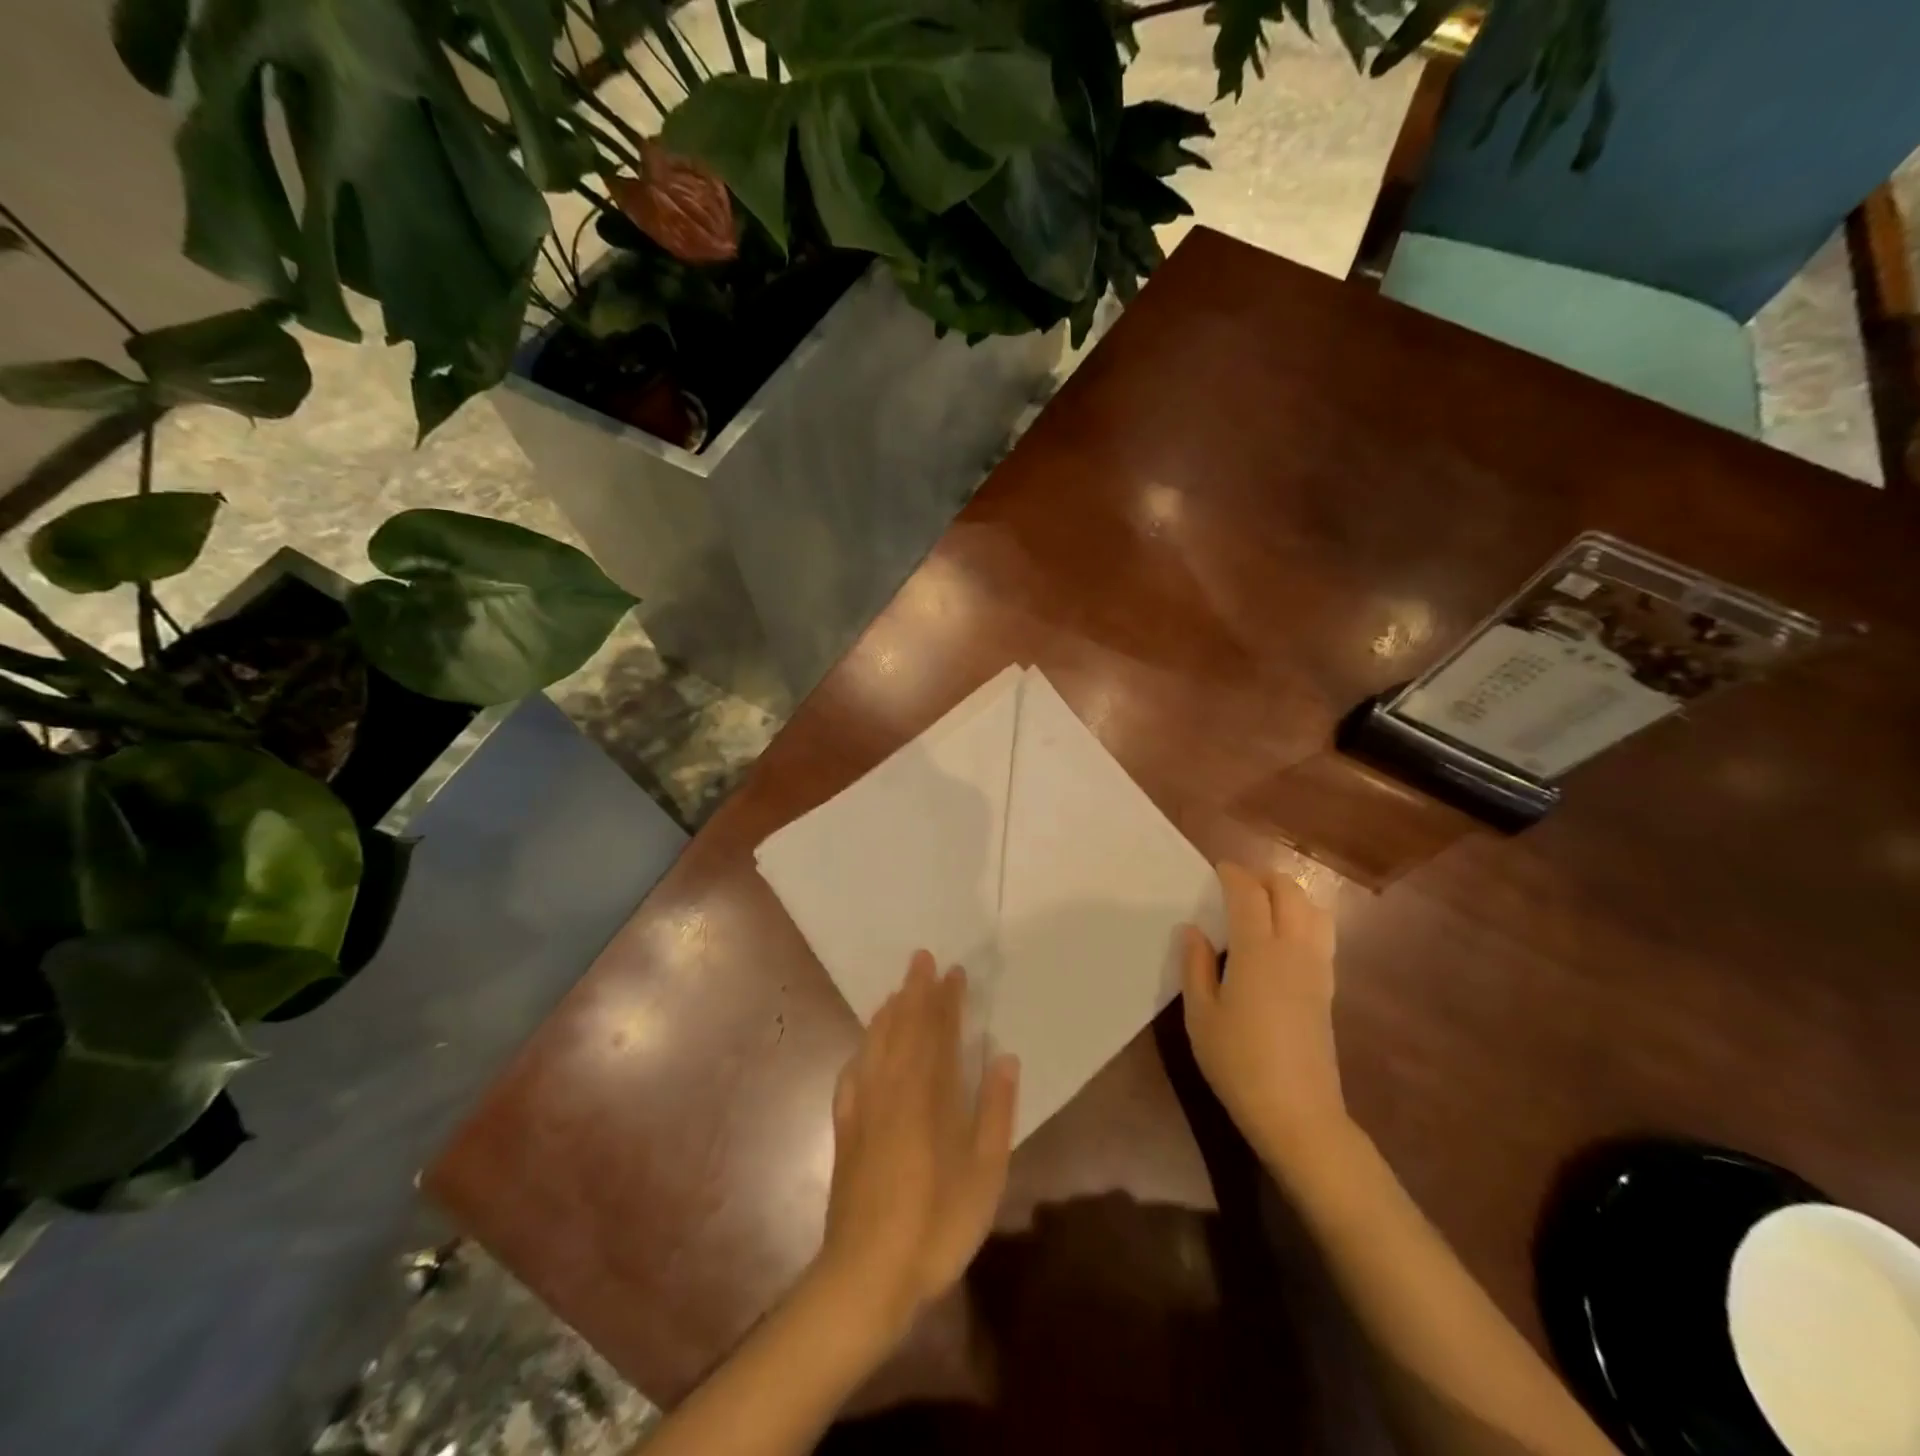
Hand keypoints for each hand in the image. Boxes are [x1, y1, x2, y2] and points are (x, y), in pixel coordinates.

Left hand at [815, 952, 1019, 1335]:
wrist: (866, 1275)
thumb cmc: (936, 1224)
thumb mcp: (984, 1174)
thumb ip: (994, 1110)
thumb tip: (1002, 1056)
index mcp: (929, 1094)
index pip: (939, 1032)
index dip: (947, 1000)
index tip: (954, 971)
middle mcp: (893, 1088)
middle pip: (904, 1028)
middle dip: (915, 991)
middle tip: (922, 959)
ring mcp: (864, 1107)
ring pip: (876, 1044)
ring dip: (889, 1013)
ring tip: (898, 991)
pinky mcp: (846, 1129)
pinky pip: (854, 1073)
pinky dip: (862, 1050)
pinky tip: (864, 1048)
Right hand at [1181, 862, 1349, 1171]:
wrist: (1298, 1113)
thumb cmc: (1238, 1062)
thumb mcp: (1200, 1015)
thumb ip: (1196, 966)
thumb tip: (1193, 930)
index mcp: (1257, 951)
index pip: (1249, 894)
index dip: (1233, 875)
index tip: (1217, 870)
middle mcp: (1293, 949)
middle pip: (1289, 892)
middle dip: (1263, 878)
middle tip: (1237, 885)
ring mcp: (1317, 968)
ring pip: (1314, 909)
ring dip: (1289, 895)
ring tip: (1263, 904)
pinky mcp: (1328, 988)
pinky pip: (1321, 934)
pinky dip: (1304, 918)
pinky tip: (1282, 938)